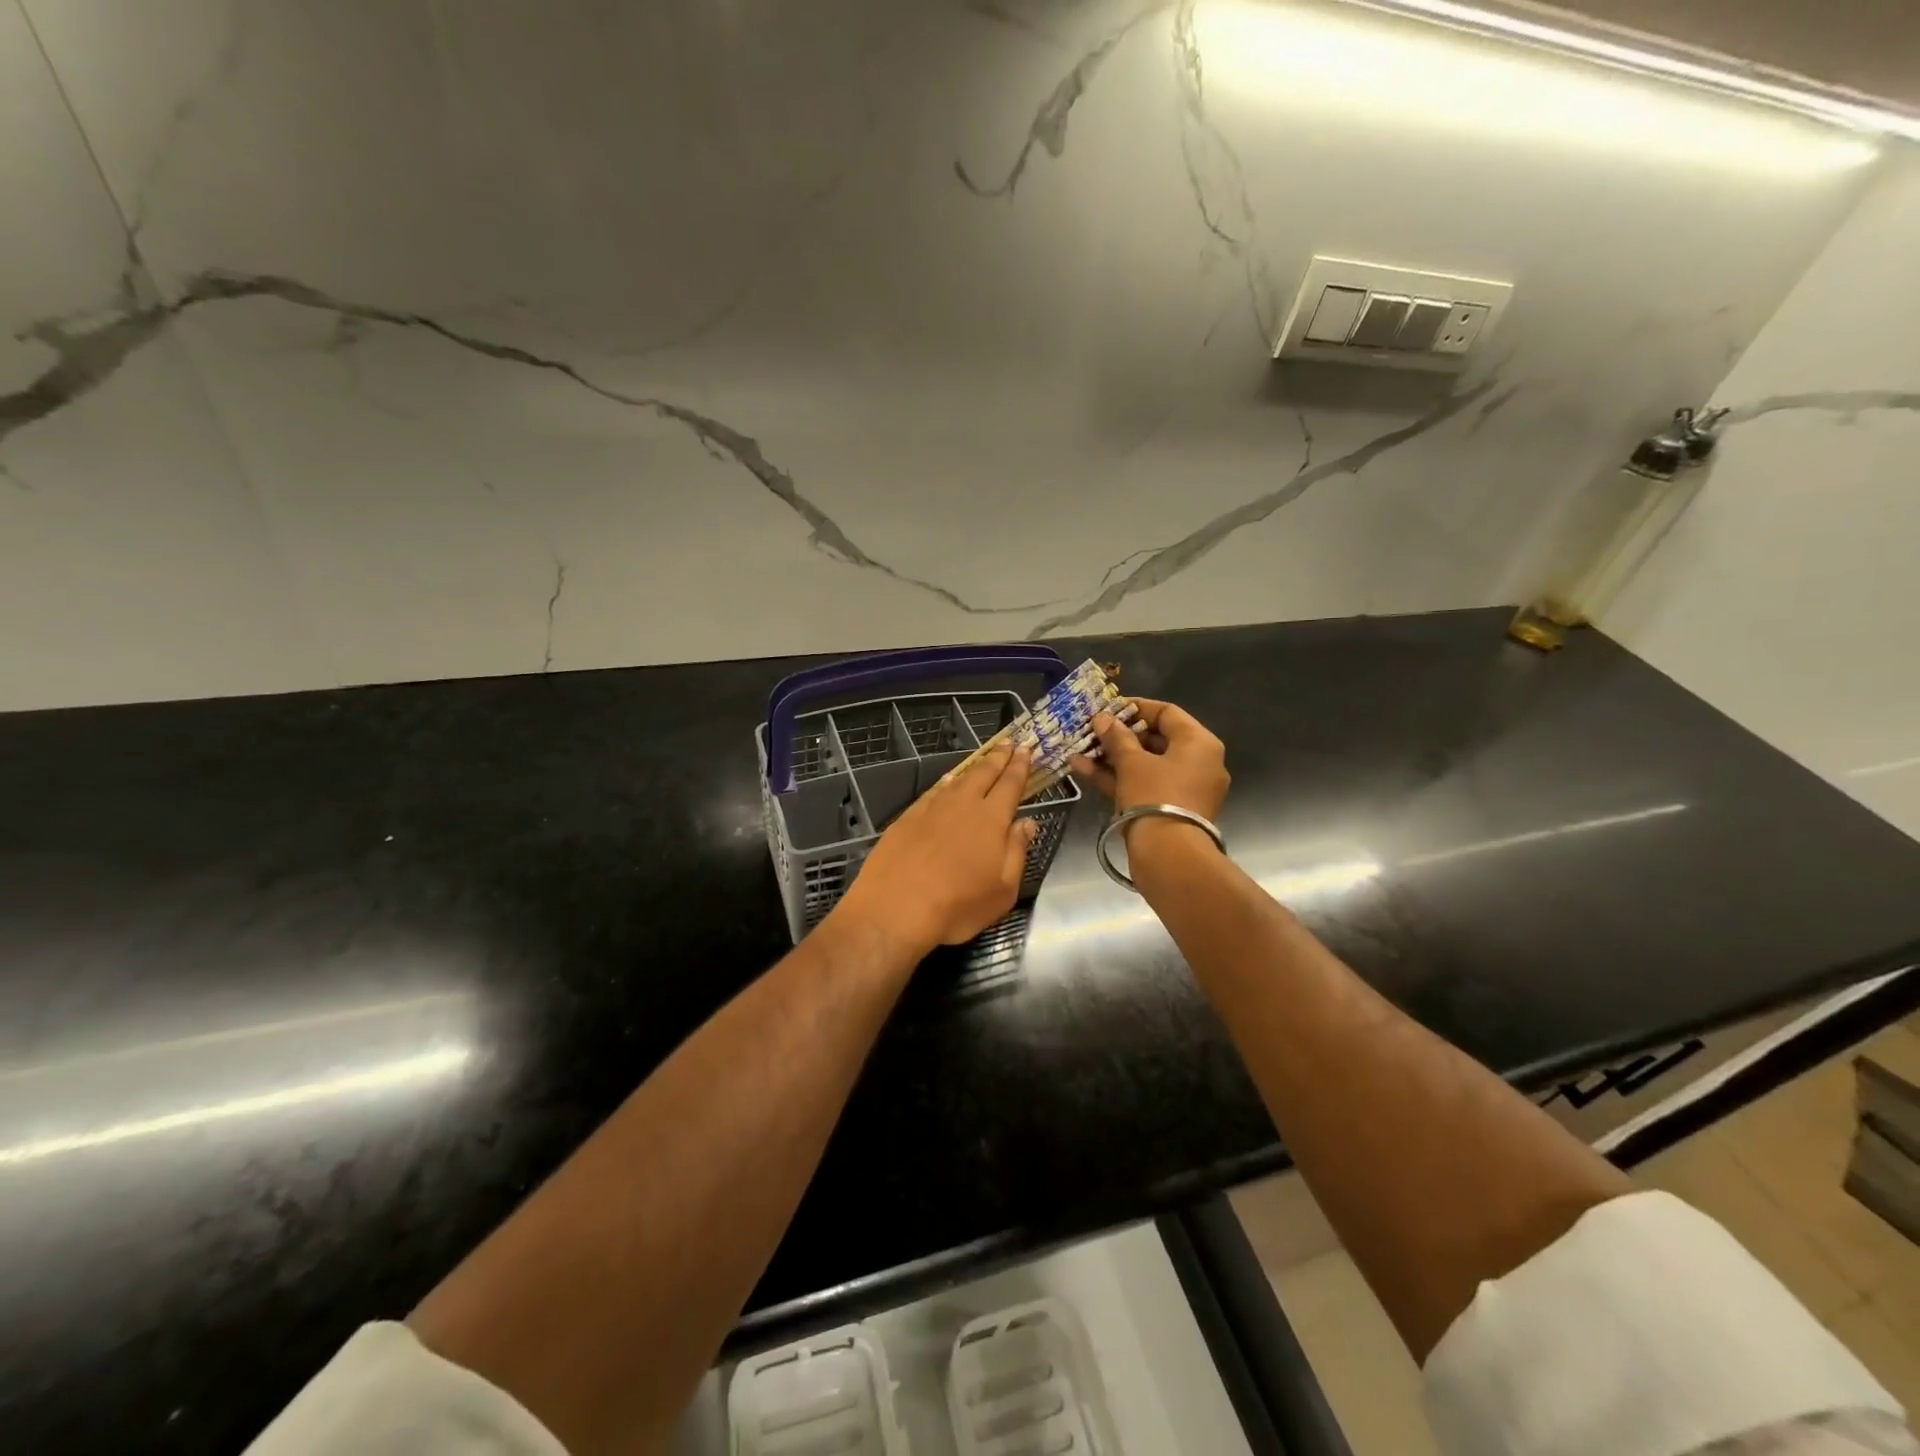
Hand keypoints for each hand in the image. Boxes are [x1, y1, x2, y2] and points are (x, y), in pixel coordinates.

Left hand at [833, 743, 1037, 958]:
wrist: (894, 909)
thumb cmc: (957, 907)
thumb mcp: (1002, 890)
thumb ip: (1017, 852)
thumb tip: (1027, 822)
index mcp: (991, 819)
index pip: (1010, 784)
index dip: (1020, 766)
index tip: (1027, 749)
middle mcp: (962, 805)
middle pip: (984, 773)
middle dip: (999, 757)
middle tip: (1009, 744)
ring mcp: (931, 808)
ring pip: (958, 779)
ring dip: (974, 767)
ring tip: (983, 759)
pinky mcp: (907, 817)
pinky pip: (933, 790)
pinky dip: (946, 781)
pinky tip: (948, 781)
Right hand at [1069, 697, 1228, 821]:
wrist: (1169, 856)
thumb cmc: (1155, 797)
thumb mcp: (1132, 763)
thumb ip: (1117, 738)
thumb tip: (1103, 719)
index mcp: (1199, 744)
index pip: (1167, 712)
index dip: (1135, 707)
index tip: (1109, 708)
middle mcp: (1199, 763)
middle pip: (1156, 739)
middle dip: (1120, 735)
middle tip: (1093, 730)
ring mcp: (1185, 789)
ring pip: (1146, 765)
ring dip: (1113, 757)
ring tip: (1081, 748)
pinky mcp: (1170, 810)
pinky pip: (1144, 785)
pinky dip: (1119, 778)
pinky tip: (1083, 769)